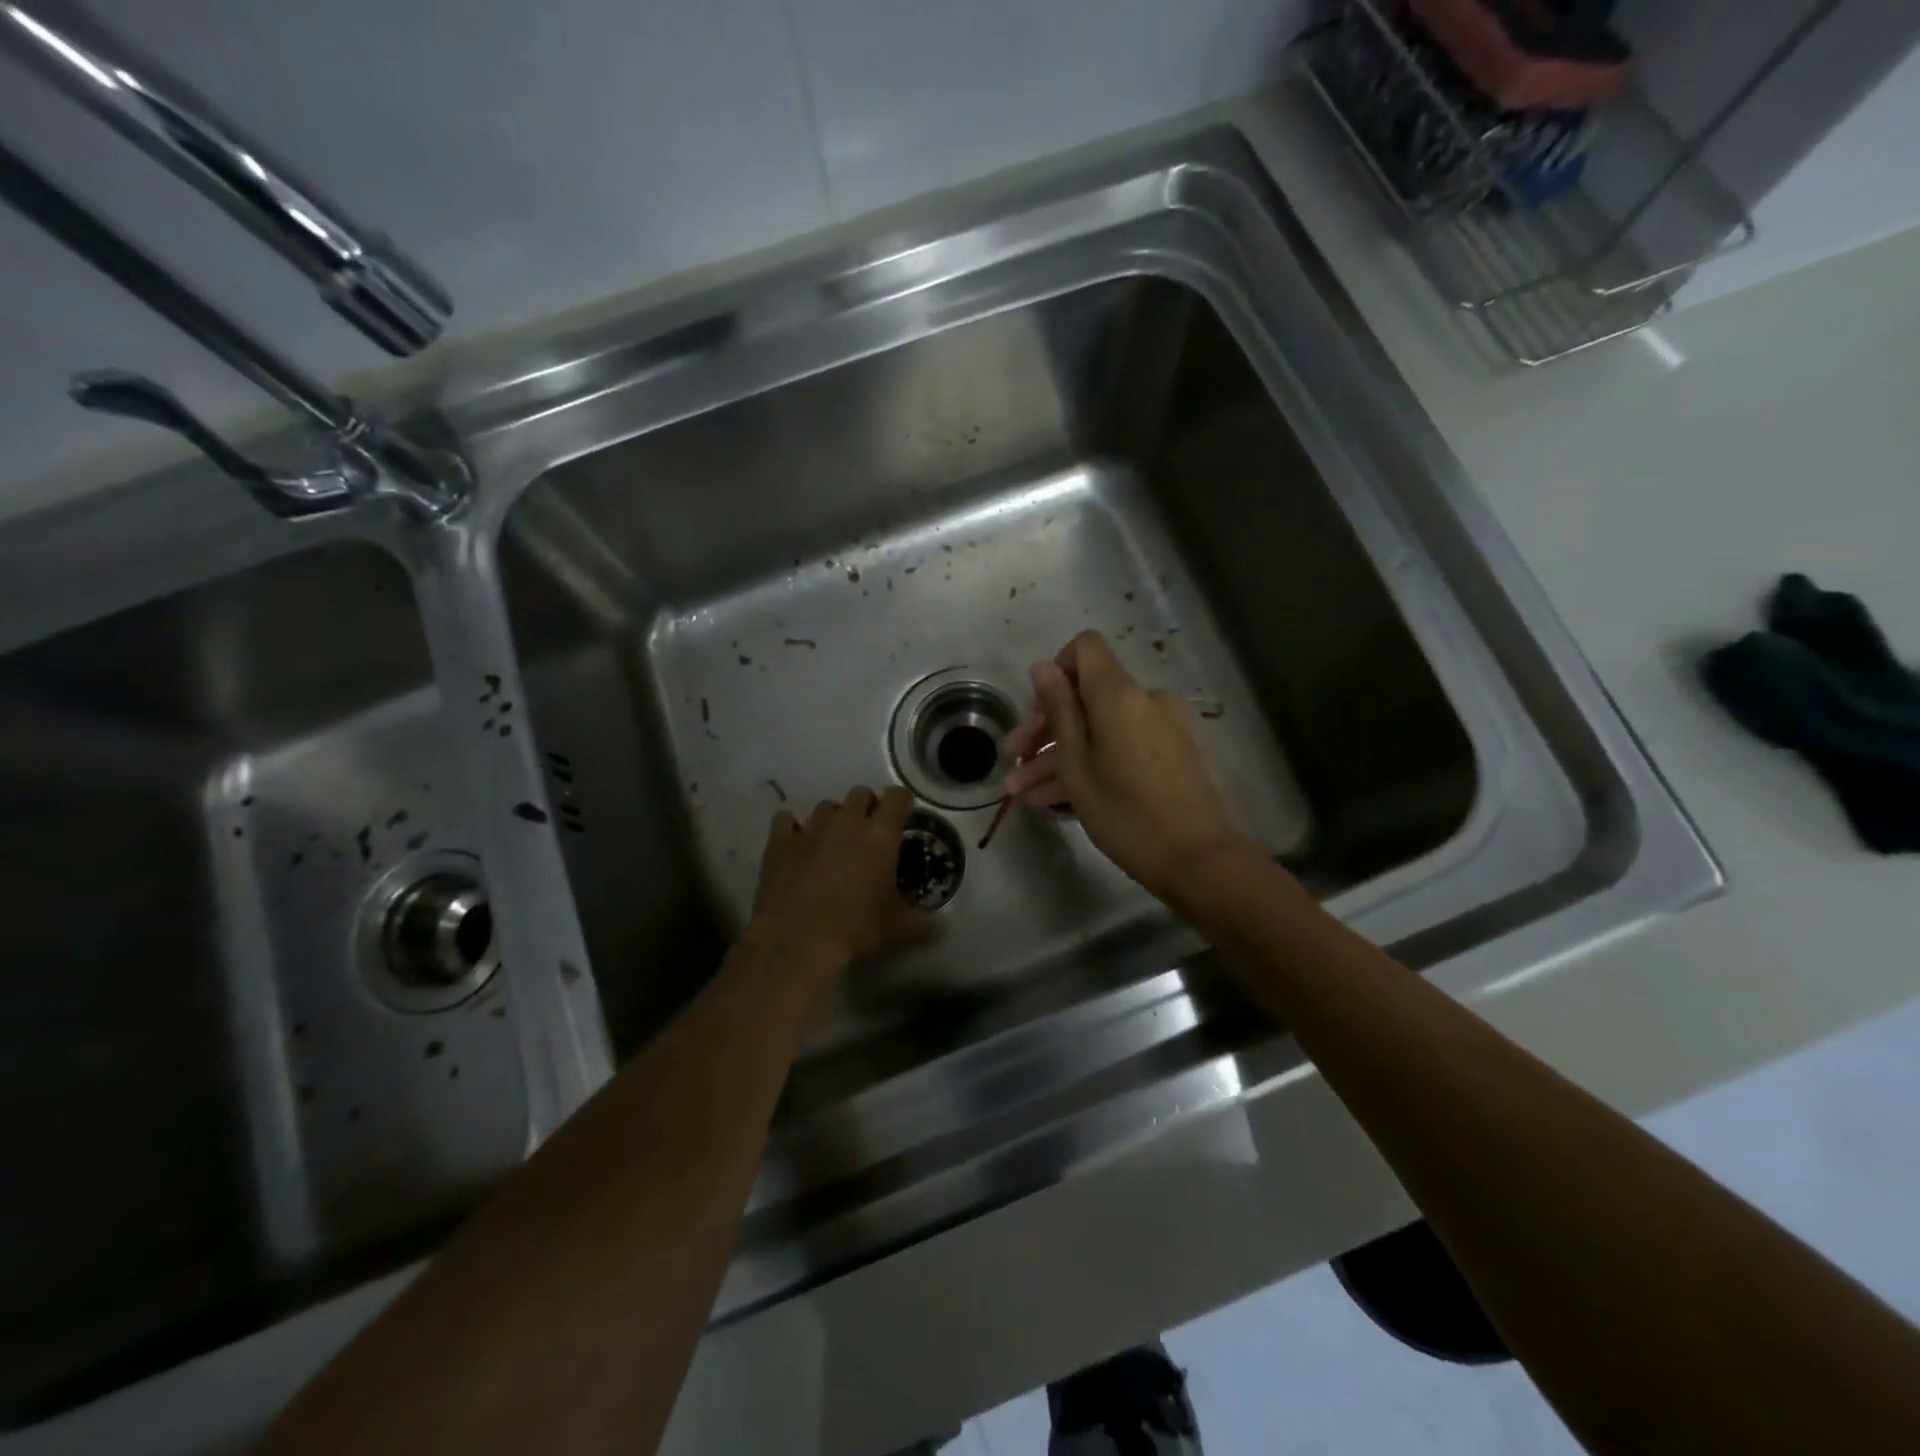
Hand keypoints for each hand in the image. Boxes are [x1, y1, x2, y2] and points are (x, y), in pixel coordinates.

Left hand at [749, 785, 936, 975]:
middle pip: (860, 793)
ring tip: (832, 841)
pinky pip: (785, 820)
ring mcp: (811, 828)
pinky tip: (795, 843)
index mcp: (880, 835)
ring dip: (833, 818)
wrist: (798, 940)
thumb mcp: (895, 927)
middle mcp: (847, 822)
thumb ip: (920, 923)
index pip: (897, 797)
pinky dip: (792, 827)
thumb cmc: (856, 928)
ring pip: (826, 806)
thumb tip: (941, 928)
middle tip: (868, 832)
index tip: (903, 816)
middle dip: (867, 807)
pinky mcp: (780, 842)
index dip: (902, 803)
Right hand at [1001, 632, 1253, 902]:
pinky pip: (1120, 745)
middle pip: (1086, 695)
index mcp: (1119, 695)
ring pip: (1099, 728)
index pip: (1085, 648)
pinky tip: (1054, 800)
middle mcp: (1144, 700)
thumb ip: (1059, 711)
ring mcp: (1160, 727)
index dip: (1055, 672)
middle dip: (1045, 727)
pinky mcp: (1169, 753)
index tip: (1035, 711)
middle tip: (1011, 761)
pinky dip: (1091, 763)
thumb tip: (1043, 666)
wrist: (1197, 859)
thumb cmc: (1126, 814)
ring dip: (1060, 756)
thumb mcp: (1077, 766)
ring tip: (1023, 794)